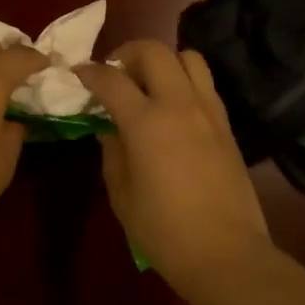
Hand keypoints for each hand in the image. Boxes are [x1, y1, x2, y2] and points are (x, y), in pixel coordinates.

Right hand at [75, 41, 274, 283]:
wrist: (225, 253)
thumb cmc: (163, 230)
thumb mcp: (122, 193)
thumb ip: (112, 151)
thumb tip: (109, 127)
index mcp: (146, 122)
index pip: (111, 79)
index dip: (90, 72)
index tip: (78, 74)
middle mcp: (178, 104)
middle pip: (153, 51)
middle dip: (127, 52)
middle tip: (115, 73)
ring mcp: (208, 111)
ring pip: (187, 57)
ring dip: (163, 61)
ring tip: (148, 83)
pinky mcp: (226, 124)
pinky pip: (204, 84)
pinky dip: (184, 81)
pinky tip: (173, 107)